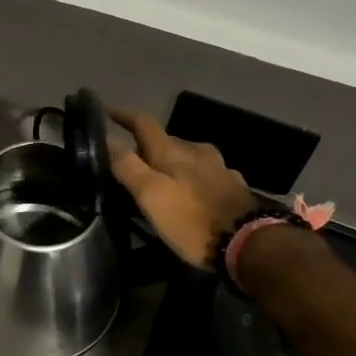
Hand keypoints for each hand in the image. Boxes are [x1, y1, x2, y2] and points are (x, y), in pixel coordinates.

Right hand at [109, 109, 253, 269]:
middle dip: (147, 145)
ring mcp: (220, 169)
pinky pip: (207, 174)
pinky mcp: (235, 188)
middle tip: (131, 159)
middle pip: (167, 140)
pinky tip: (193, 190)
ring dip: (173, 161)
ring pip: (189, 156)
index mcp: (173, 152)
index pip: (144, 123)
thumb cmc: (192, 220)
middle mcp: (197, 152)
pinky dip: (193, 177)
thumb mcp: (152, 195)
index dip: (124, 116)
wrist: (250, 243)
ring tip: (161, 177)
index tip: (107, 111)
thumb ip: (127, 165)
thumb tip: (105, 136)